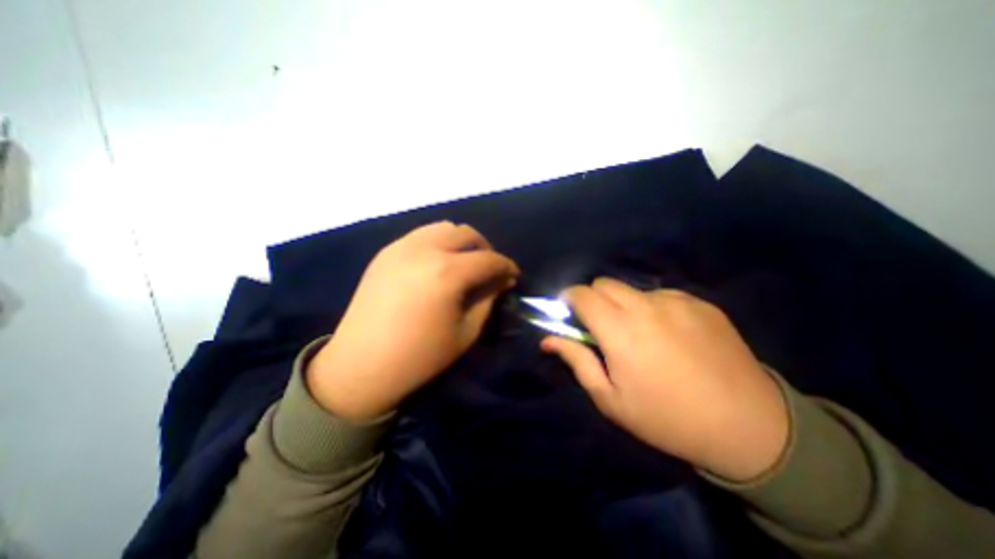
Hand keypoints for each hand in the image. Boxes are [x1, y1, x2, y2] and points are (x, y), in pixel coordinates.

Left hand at [307, 221, 520, 421]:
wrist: (361, 365)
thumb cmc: (420, 356)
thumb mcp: (466, 331)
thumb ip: (488, 299)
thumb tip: (501, 280)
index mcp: (447, 273)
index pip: (489, 259)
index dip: (506, 266)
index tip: (513, 275)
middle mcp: (425, 249)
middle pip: (467, 234)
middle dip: (485, 249)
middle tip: (489, 269)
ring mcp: (402, 247)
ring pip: (443, 228)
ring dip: (461, 242)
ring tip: (464, 263)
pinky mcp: (386, 252)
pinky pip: (422, 235)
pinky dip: (439, 243)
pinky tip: (438, 264)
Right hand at [540, 276, 788, 482]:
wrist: (749, 427)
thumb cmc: (666, 418)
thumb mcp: (610, 398)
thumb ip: (576, 360)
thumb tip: (547, 339)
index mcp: (620, 330)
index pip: (582, 294)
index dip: (568, 297)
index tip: (568, 310)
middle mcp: (645, 306)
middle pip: (605, 284)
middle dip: (594, 298)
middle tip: (602, 325)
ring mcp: (676, 301)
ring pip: (633, 289)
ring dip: (625, 304)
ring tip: (641, 333)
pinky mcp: (701, 303)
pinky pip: (663, 296)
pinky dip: (654, 308)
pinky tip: (671, 334)